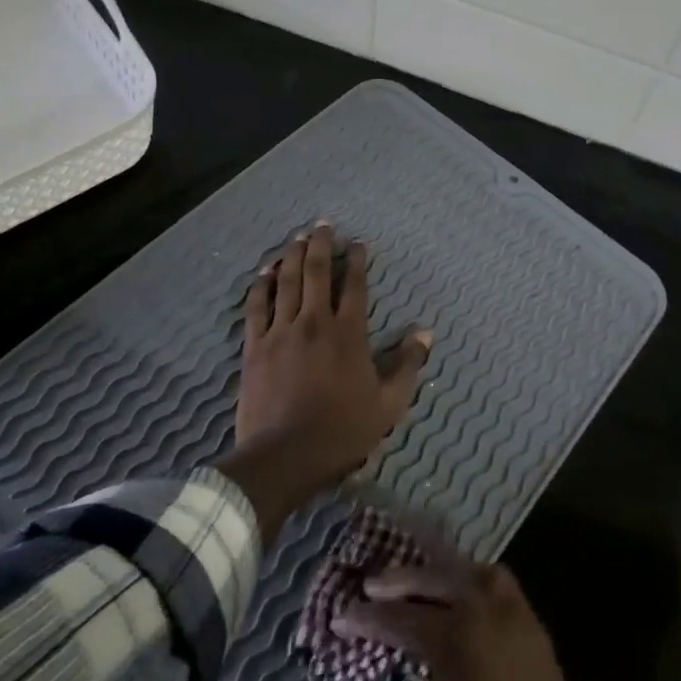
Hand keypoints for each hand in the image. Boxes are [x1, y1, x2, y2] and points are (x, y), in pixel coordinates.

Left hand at [219, 223, 430, 539]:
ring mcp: (281, 332)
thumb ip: (408, 364)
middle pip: (316, 272)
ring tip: (297, 237)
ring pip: (286, 282)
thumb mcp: (389, 403)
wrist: (285, 456)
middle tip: (323, 225)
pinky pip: (256, 307)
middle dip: (321, 244)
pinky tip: (264, 272)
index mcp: (349, 333)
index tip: (357, 243)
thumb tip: (425, 333)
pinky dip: (261, 285)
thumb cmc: (343, 430)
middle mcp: (314, 322)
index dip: (357, 260)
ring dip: (291, 255)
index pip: (354, 285)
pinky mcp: (254, 347)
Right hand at [335, 551, 678, 680]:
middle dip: (403, 579)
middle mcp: (490, 610)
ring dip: (447, 572)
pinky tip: (462, 599)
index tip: (341, 613)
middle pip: (441, 576)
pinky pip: (502, 590)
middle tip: (373, 583)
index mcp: (459, 632)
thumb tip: (429, 674)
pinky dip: (476, 585)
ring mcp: (520, 617)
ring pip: (478, 572)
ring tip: (422, 579)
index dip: (368, 617)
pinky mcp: (538, 635)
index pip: (402, 617)